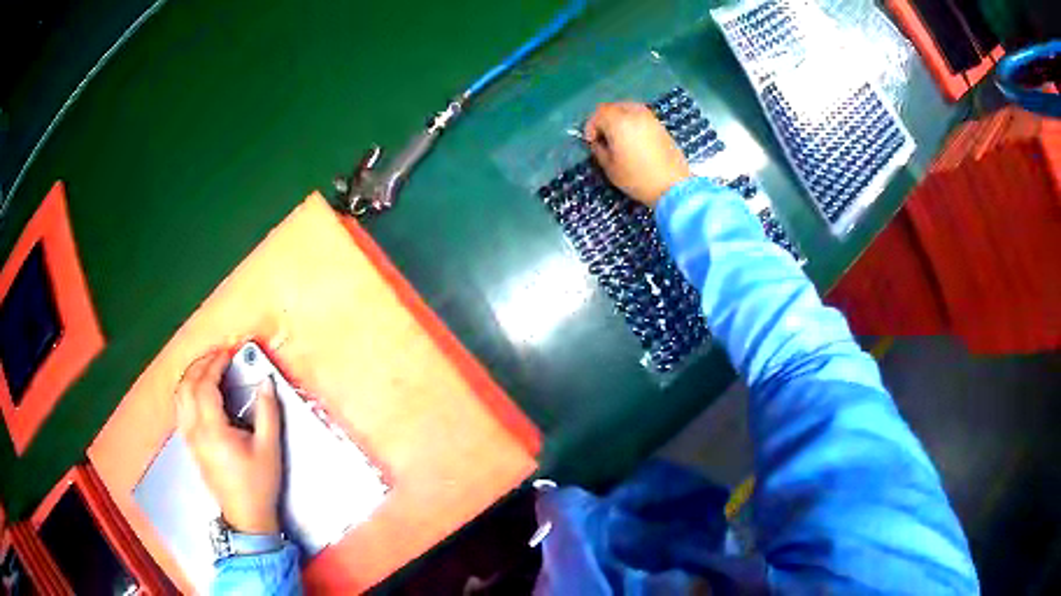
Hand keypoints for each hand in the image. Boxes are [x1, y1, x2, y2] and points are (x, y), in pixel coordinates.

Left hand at [176, 351, 282, 534]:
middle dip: (201, 365)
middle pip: (187, 386)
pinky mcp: (190, 444)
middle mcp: (194, 430)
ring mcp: (189, 437)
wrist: (246, 515)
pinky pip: (180, 408)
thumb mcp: (269, 448)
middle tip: (218, 355)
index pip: (205, 386)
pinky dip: (186, 390)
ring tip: (207, 367)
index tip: (228, 353)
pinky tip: (199, 390)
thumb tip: (266, 381)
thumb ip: (267, 412)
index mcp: (212, 430)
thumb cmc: (258, 483)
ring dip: (191, 375)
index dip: (215, 365)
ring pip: (179, 396)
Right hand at [584, 102, 691, 206]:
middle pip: (613, 107)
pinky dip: (633, 122)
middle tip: (603, 136)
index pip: (599, 113)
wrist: (674, 185)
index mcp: (619, 122)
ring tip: (618, 137)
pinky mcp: (661, 126)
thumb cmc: (638, 178)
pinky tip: (633, 139)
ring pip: (628, 108)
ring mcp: (650, 118)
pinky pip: (641, 116)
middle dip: (604, 119)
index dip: (591, 126)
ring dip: (619, 118)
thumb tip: (598, 142)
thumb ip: (599, 150)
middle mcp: (635, 114)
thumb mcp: (610, 168)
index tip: (591, 141)